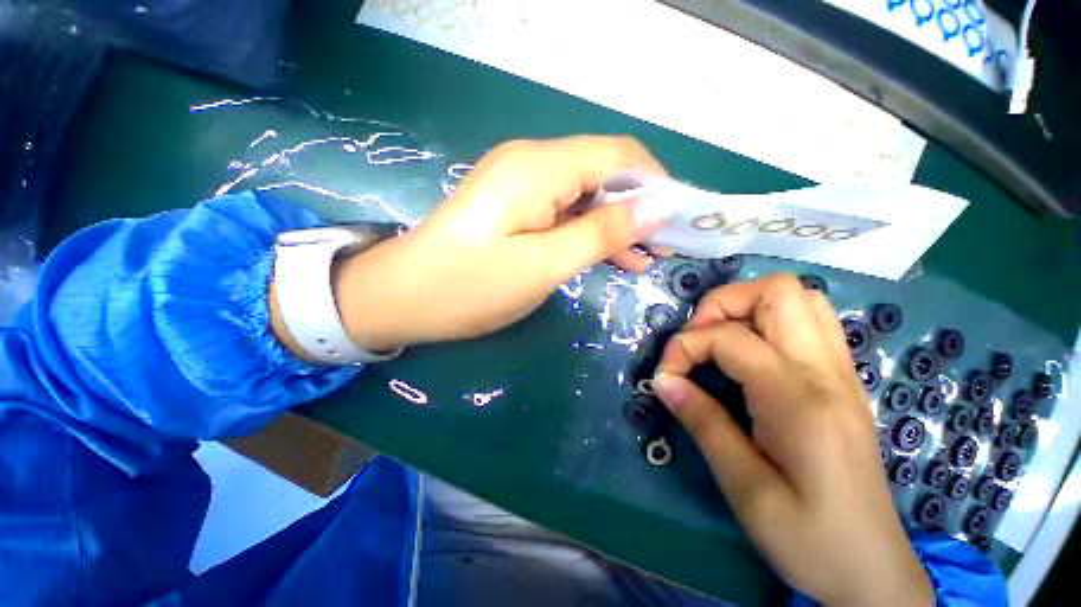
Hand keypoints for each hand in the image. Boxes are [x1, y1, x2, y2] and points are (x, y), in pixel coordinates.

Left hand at [328, 136, 672, 351]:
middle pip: (602, 171)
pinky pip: (562, 210)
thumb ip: (600, 232)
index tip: (677, 222)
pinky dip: (587, 229)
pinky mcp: (512, 206)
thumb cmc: (470, 286)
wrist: (401, 297)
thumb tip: (655, 207)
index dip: (655, 184)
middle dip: (637, 206)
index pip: (618, 156)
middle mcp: (531, 163)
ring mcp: (519, 184)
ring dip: (613, 222)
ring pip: (583, 193)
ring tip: (641, 258)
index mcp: (540, 168)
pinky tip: (604, 254)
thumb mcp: (543, 265)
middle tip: (662, 247)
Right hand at [651, 275, 932, 606]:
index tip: (666, 378)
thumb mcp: (743, 487)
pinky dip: (768, 321)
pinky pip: (809, 323)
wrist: (872, 571)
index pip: (728, 338)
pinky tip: (748, 356)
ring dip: (747, 307)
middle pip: (777, 290)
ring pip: (799, 298)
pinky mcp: (841, 381)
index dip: (684, 347)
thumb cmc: (809, 539)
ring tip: (719, 340)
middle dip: (721, 304)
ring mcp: (841, 372)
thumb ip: (702, 422)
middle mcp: (826, 371)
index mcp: (799, 399)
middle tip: (697, 339)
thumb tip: (663, 381)